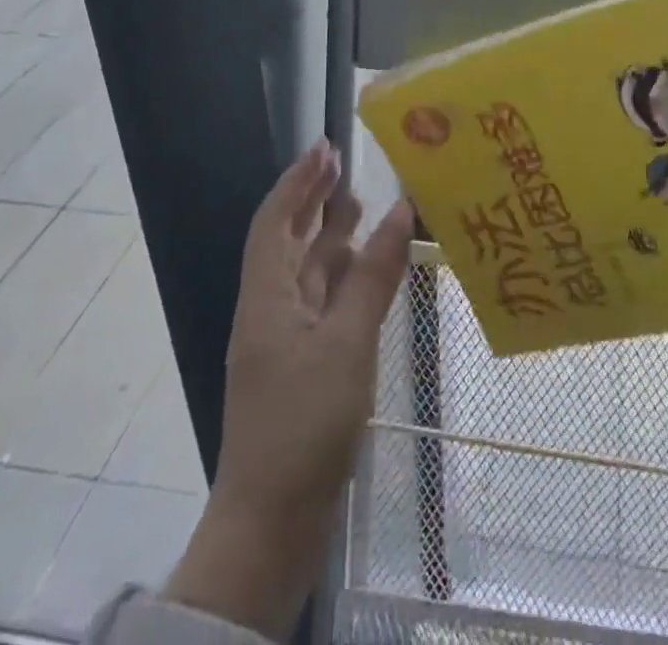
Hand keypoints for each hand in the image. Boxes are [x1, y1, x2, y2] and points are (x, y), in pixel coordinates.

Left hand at [166, 139, 414, 639]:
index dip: (298, 179)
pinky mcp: (303, 364)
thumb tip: (400, 211)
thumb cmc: (304, 423)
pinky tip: (369, 269)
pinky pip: (324, 301)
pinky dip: (345, 276)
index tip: (326, 146)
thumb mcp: (346, 341)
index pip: (276, 220)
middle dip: (314, 200)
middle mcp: (272, 309)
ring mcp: (286, 339)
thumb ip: (373, 275)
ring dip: (332, 235)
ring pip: (309, 271)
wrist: (272, 522)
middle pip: (290, 240)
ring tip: (362, 203)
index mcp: (267, 297)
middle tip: (346, 164)